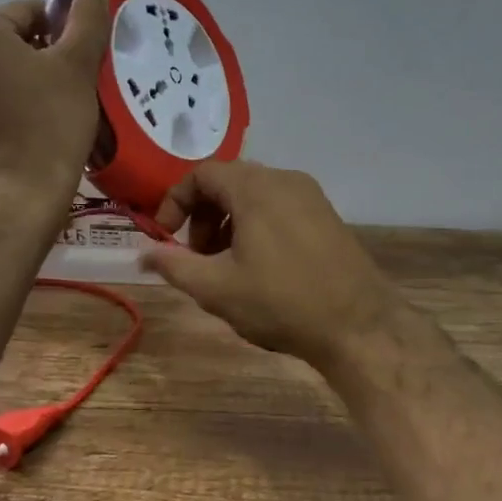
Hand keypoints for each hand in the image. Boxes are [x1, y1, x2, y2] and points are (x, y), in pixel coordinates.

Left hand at [0, 0, 109, 206]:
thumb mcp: (77, 66)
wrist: (19, 194)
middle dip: (39, 57)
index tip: (82, 60)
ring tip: (52, 109)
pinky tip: (29, 129)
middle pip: (6, 42)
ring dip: (21, 82)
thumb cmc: (50, 123)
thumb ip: (87, 21)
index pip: (27, 13)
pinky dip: (4, 107)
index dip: (62, 32)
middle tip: (71, 86)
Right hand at [140, 160, 403, 368]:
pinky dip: (257, 226)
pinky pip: (280, 207)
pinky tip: (259, 267)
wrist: (359, 326)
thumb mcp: (217, 288)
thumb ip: (174, 265)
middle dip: (202, 216)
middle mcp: (285, 180)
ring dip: (229, 222)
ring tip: (225, 266)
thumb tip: (142, 254)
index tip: (165, 237)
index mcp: (256, 188)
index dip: (175, 202)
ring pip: (255, 195)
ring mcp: (312, 197)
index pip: (202, 174)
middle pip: (229, 181)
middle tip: (196, 256)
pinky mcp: (328, 216)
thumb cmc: (281, 303)